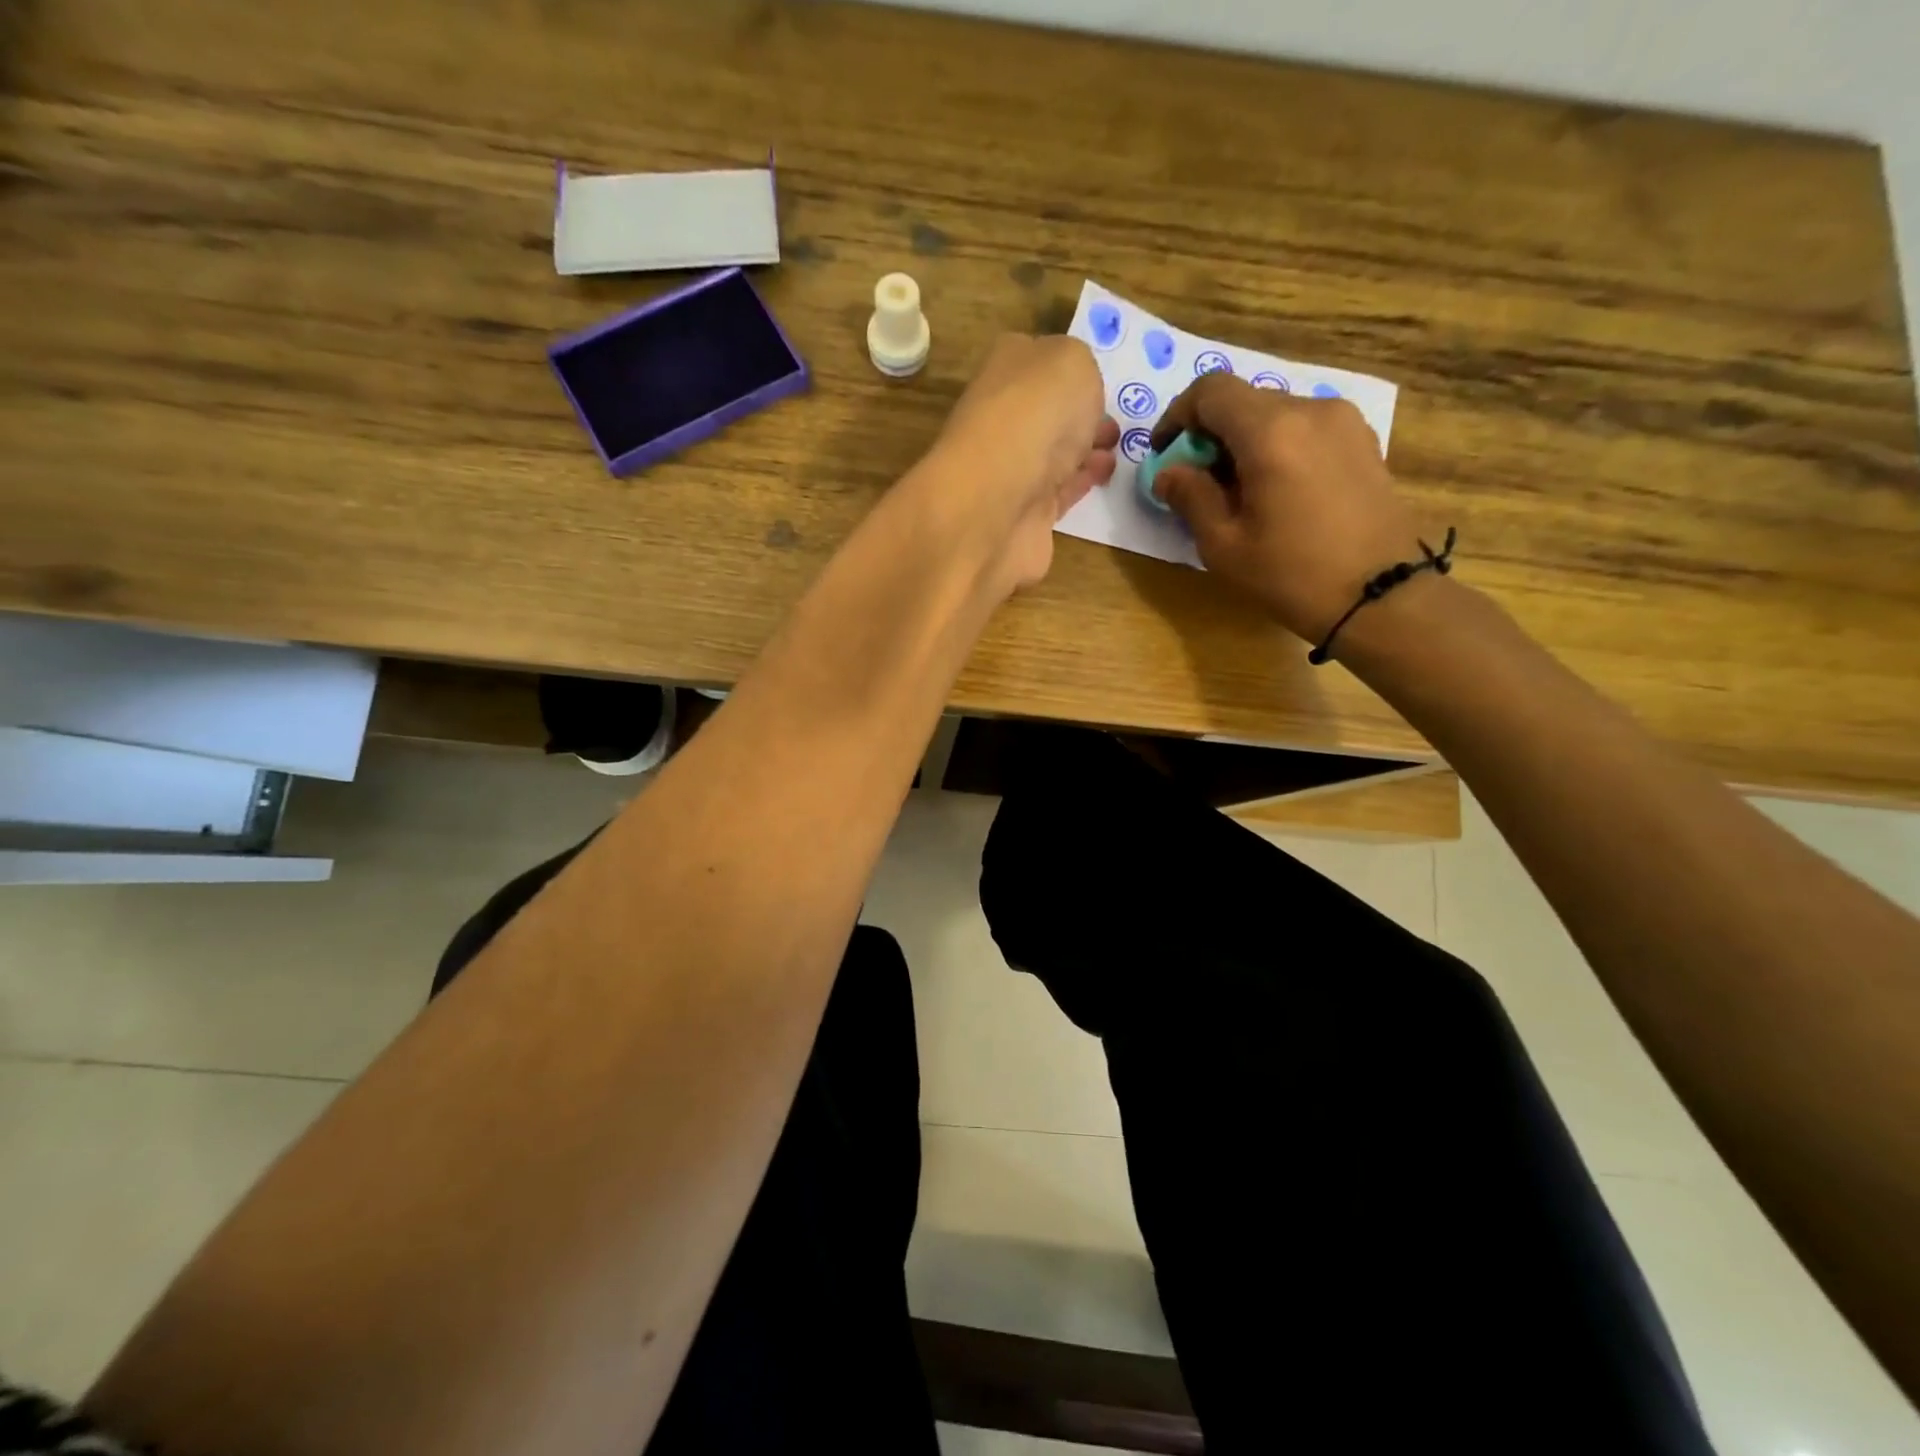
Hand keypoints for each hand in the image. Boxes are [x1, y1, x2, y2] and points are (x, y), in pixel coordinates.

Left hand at [914, 334, 1118, 592]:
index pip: (1037, 361)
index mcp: (1006, 371)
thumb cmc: (1035, 416)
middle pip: (1046, 412)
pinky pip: (1058, 493)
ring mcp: (1010, 470)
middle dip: (1079, 415)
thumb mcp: (1072, 362)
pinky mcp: (1025, 514)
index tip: (1100, 383)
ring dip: (1084, 451)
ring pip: (1053, 454)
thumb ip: (1080, 368)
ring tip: (1115, 450)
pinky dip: (1080, 483)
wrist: (998, 502)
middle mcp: (1003, 418)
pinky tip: (1102, 476)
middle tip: (1112, 422)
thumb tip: (1076, 392)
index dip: (1070, 370)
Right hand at [1148, 374, 1424, 642]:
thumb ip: (1190, 497)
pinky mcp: (1362, 442)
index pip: (1211, 391)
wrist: (1381, 597)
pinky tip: (1275, 493)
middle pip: (1244, 401)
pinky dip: (1277, 448)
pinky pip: (1305, 429)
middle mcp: (1310, 410)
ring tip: (1237, 493)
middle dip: (1210, 434)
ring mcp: (1344, 423)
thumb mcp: (1223, 545)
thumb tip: (1169, 472)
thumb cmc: (1291, 574)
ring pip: (1275, 414)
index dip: (1177, 415)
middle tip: (1197, 483)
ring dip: (1244, 443)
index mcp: (1271, 431)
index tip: (1164, 453)